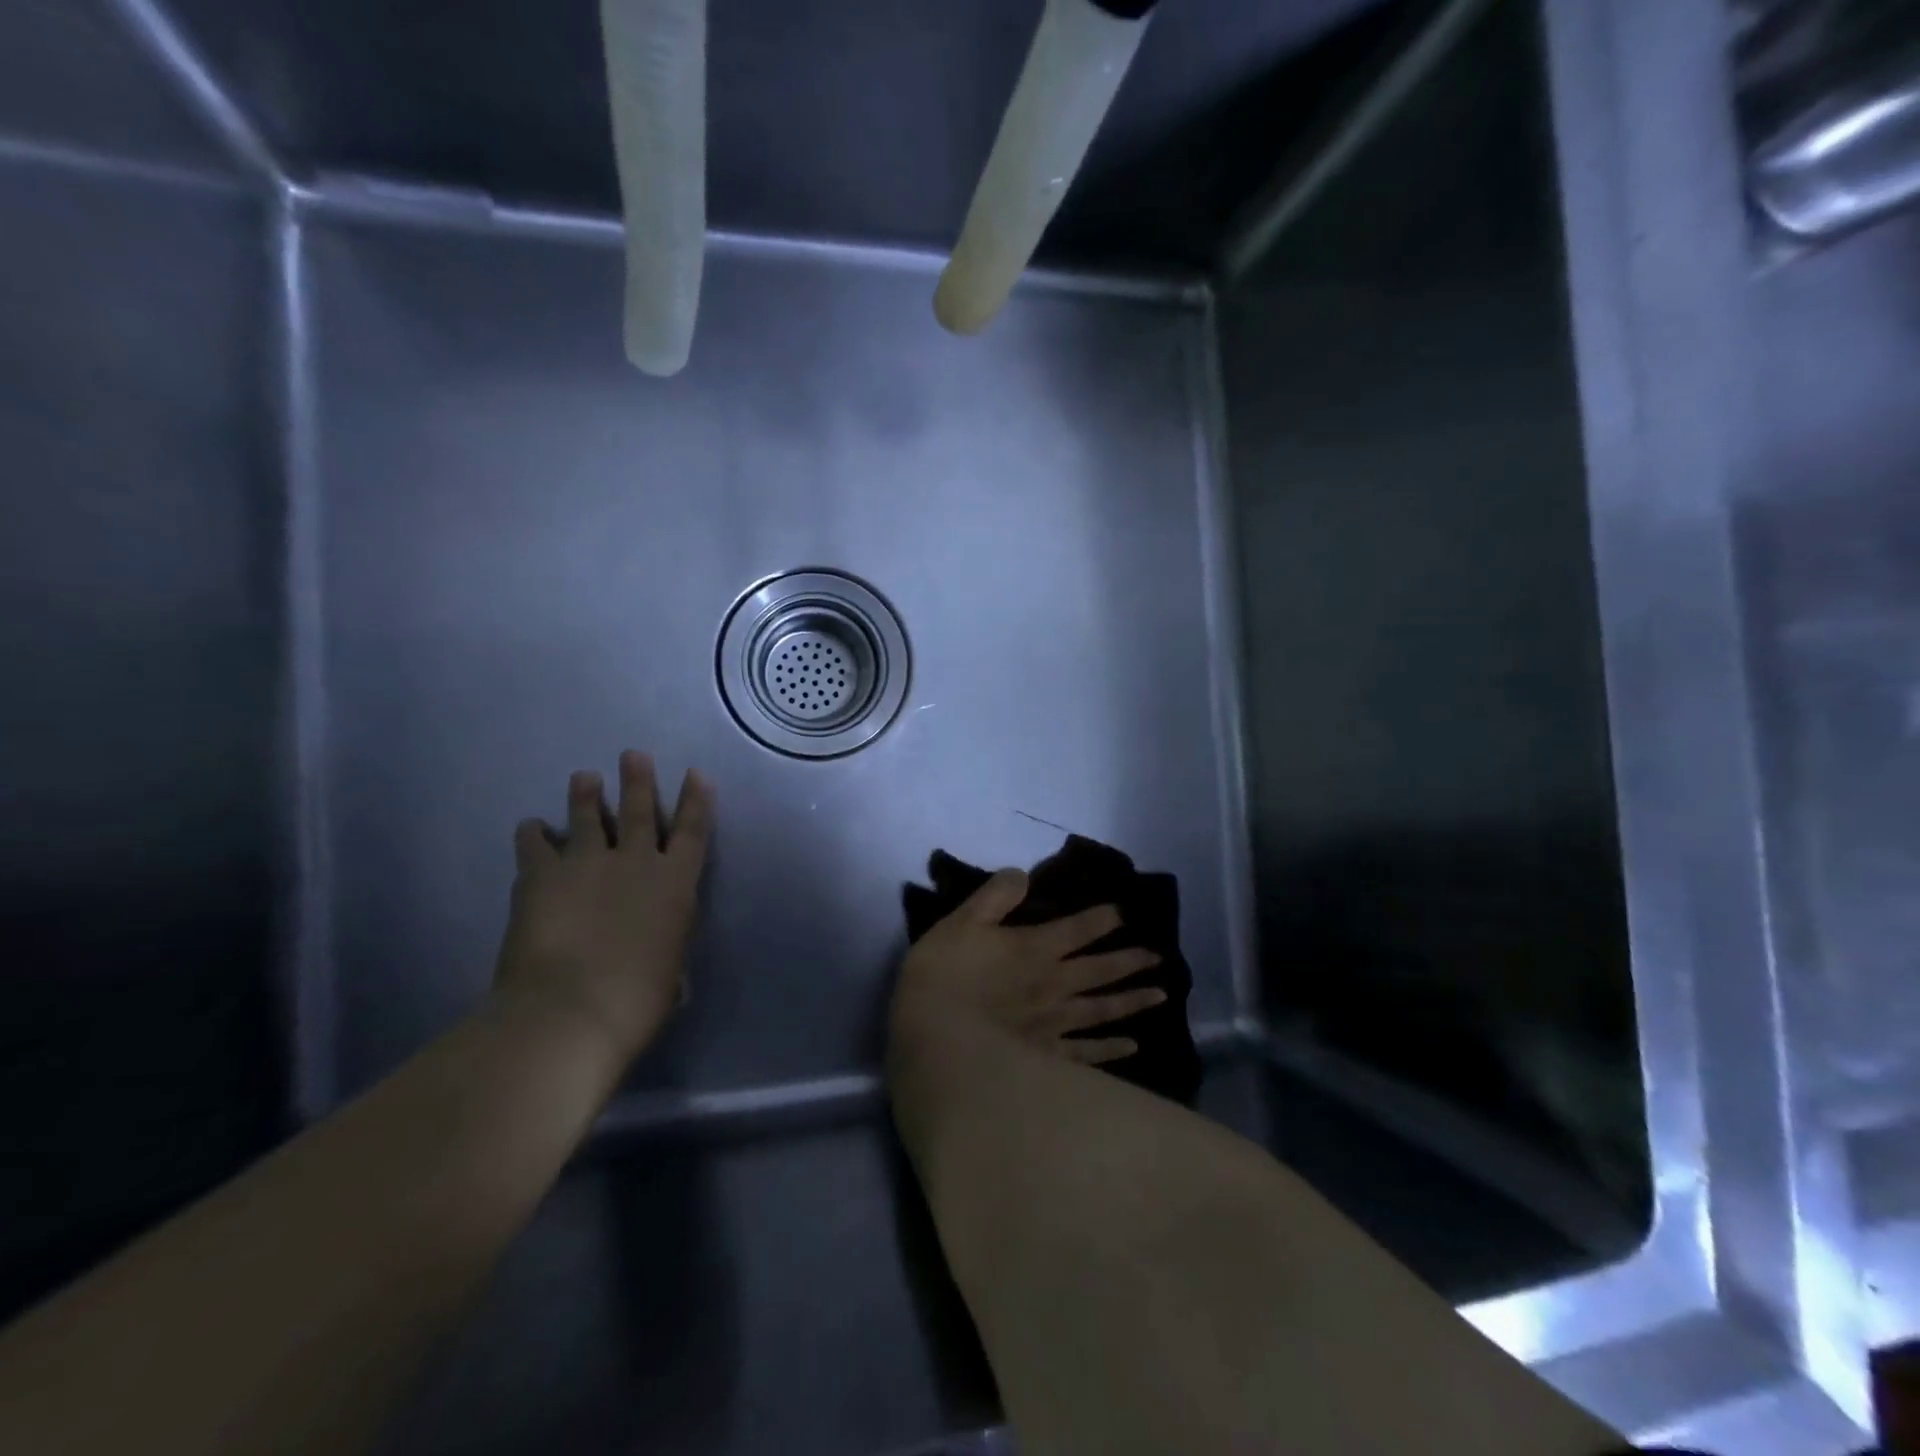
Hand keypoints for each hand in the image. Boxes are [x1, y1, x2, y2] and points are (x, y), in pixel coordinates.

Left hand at [493, 750, 714, 1062]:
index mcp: (675, 884)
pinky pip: (534, 843)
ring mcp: (586, 863)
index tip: (697, 774)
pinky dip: (533, 833)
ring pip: (586, 815)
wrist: (570, 1009)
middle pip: (638, 809)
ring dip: (585, 794)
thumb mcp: (671, 977)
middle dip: (638, 779)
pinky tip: (531, 827)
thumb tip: (665, 962)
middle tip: (633, 754)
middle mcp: (634, 861)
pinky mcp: (541, 875)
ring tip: (584, 776)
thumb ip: (669, 955)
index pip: (692, 831)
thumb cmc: (637, 1001)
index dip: (696, 800)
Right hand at [891, 869, 1164, 1065]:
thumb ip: (995, 895)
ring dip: (1132, 1000)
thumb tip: (1022, 874)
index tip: (1125, 912)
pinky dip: (1111, 1050)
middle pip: (1101, 970)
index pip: (1079, 929)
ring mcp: (1055, 1024)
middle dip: (1131, 960)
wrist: (936, 1038)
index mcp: (1036, 949)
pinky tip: (1131, 1047)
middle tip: (1160, 956)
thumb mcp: (962, 921)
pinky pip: (1087, 1053)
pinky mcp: (1048, 1057)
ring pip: (1103, 1010)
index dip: (1103, 918)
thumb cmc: (944, 974)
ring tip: (1160, 994)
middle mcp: (1056, 984)